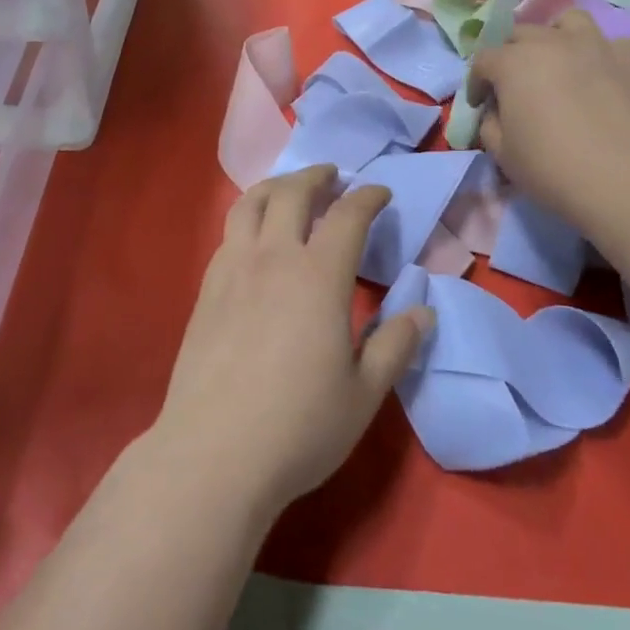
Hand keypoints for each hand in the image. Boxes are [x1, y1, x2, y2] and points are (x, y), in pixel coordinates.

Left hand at [150, 165, 434, 517]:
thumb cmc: (299, 426)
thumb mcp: (364, 393)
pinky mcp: (206, 289)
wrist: (214, 453)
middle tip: (333, 177)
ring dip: (276, 186)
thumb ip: (395, 346)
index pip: (347, 216)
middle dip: (317, 177)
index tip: (381, 193)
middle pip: (292, 193)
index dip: (368, 197)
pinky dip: (248, 217)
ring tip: (289, 190)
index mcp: (318, 276)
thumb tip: (423, 311)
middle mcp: (273, 258)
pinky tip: (255, 238)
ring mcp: (232, 269)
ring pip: (250, 204)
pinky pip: (229, 233)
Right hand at [467, 9, 629, 231]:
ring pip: (569, 23)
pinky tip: (603, 81)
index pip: (483, 60)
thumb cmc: (554, 169)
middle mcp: (553, 42)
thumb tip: (497, 111)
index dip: (477, 82)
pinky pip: (611, 46)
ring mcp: (598, 45)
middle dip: (512, 56)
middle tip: (518, 86)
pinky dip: (600, 58)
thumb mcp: (502, 154)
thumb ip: (490, 124)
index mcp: (514, 63)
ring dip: (557, 39)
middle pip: (522, 34)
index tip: (482, 104)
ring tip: (561, 65)